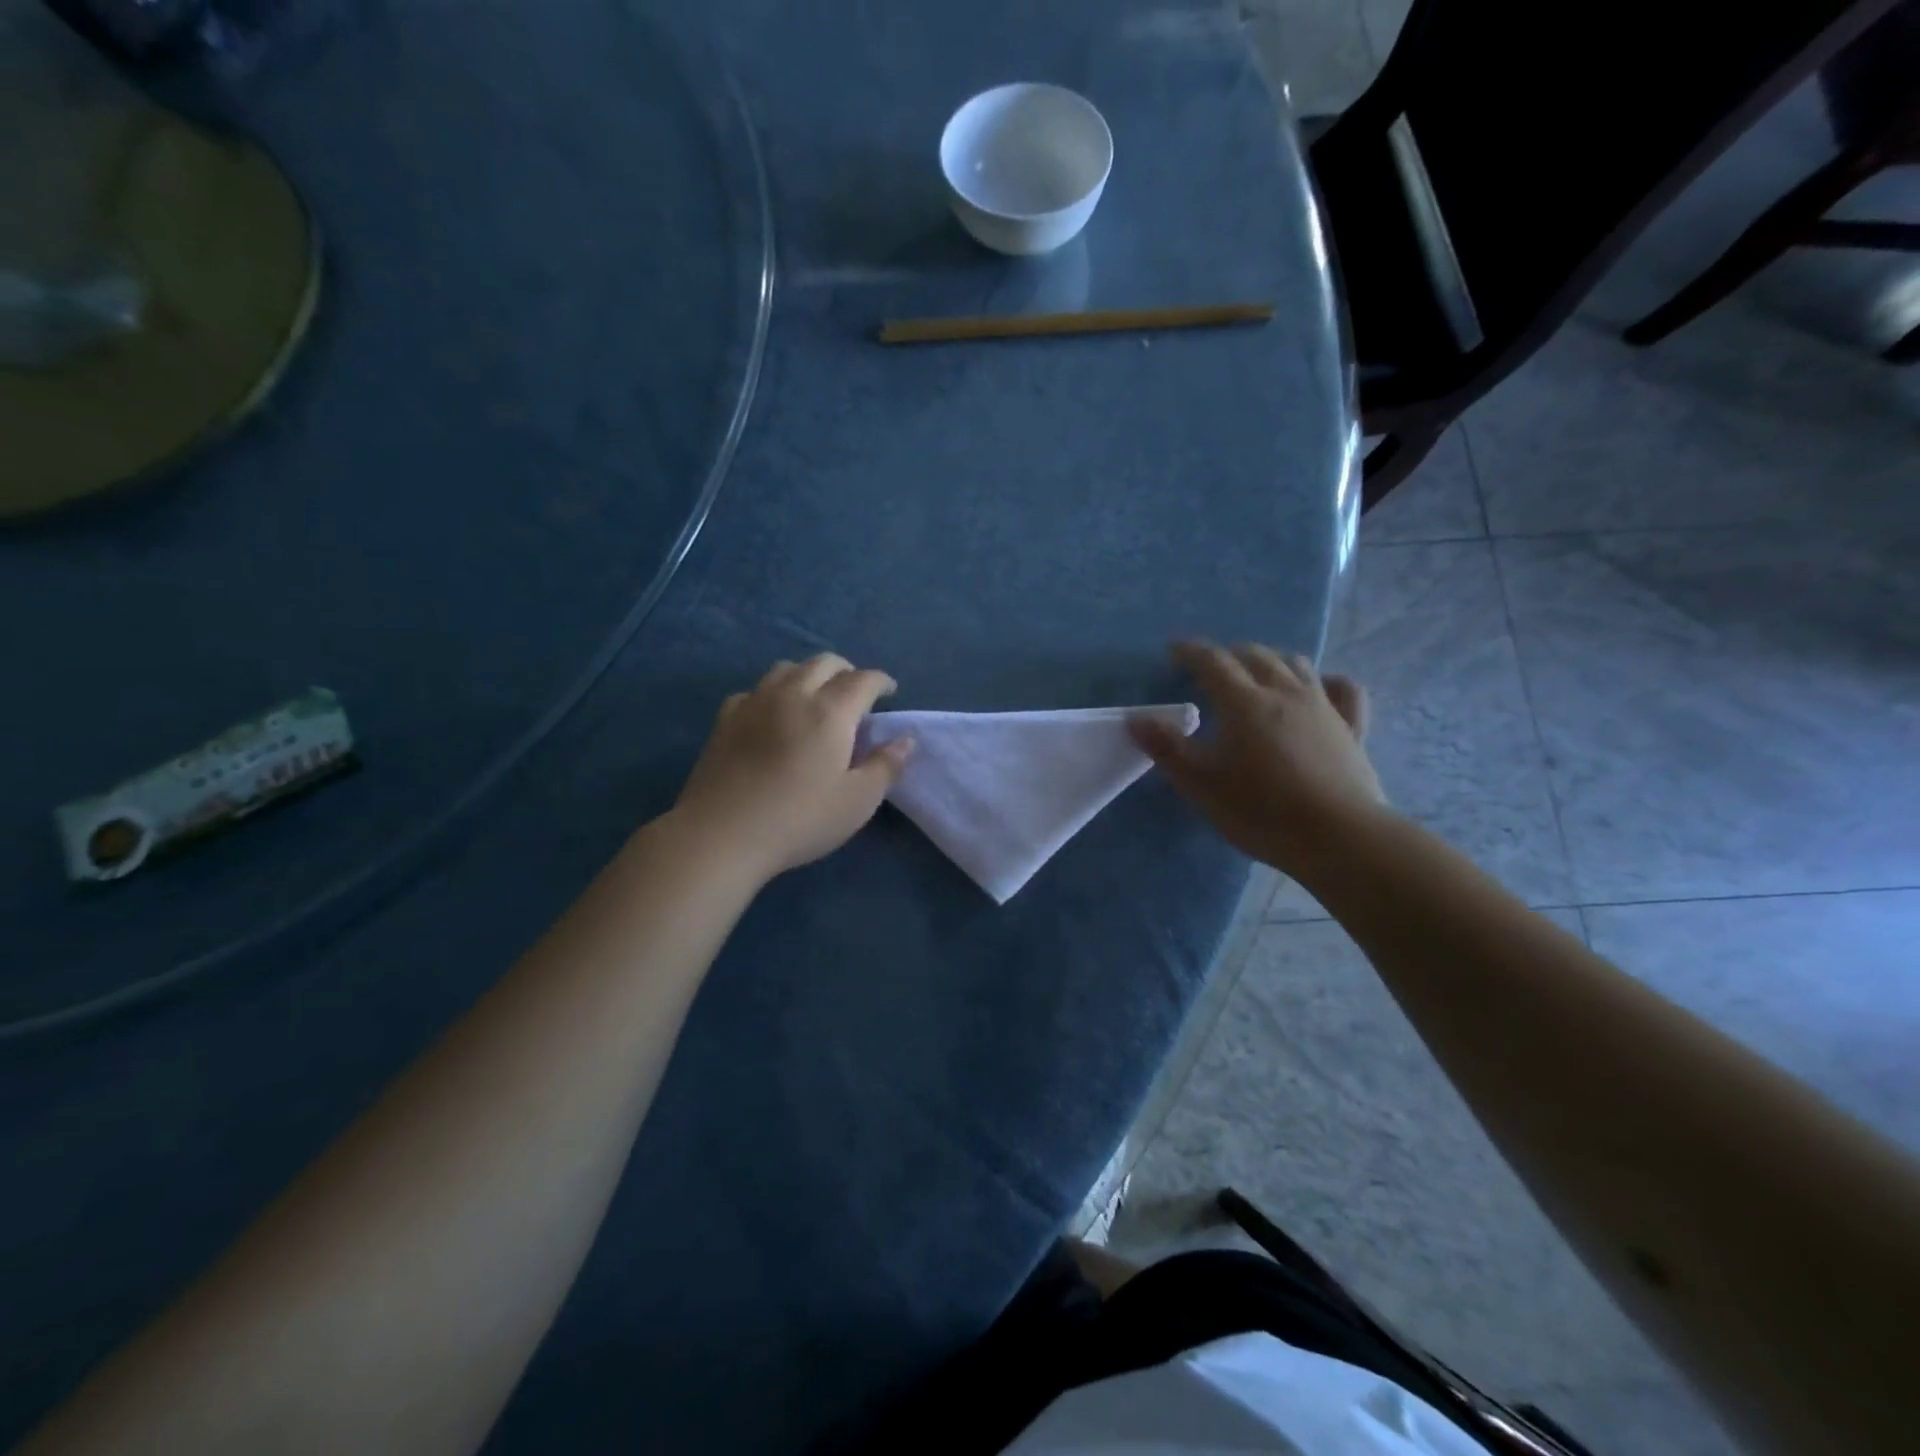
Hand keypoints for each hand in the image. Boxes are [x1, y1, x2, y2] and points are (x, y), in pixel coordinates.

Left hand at [671, 654, 912, 881]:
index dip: (881, 681)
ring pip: (786, 668)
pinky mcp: (725, 719)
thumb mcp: (857, 801)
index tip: (890, 692)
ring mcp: (754, 703)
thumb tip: (906, 739)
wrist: (722, 835)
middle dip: (847, 671)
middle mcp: (793, 695)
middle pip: (824, 662)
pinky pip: (754, 690)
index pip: (863, 680)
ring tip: (815, 696)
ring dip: (809, 674)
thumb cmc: (800, 820)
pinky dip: (772, 693)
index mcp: (830, 712)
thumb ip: (885, 766)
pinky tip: (771, 714)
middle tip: (856, 693)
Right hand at [1132, 640, 1386, 875]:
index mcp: (1244, 702)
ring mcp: (1324, 707)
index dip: (1190, 651)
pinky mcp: (1352, 728)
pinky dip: (1327, 680)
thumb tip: (1137, 718)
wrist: (1338, 837)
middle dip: (1229, 654)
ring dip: (1271, 660)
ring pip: (1297, 665)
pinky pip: (1344, 690)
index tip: (1173, 650)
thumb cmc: (1260, 811)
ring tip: (1256, 672)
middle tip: (1211, 667)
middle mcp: (1285, 692)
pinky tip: (1321, 686)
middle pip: (1255, 656)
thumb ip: (1166, 748)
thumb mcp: (1200, 784)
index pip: (1212, 661)